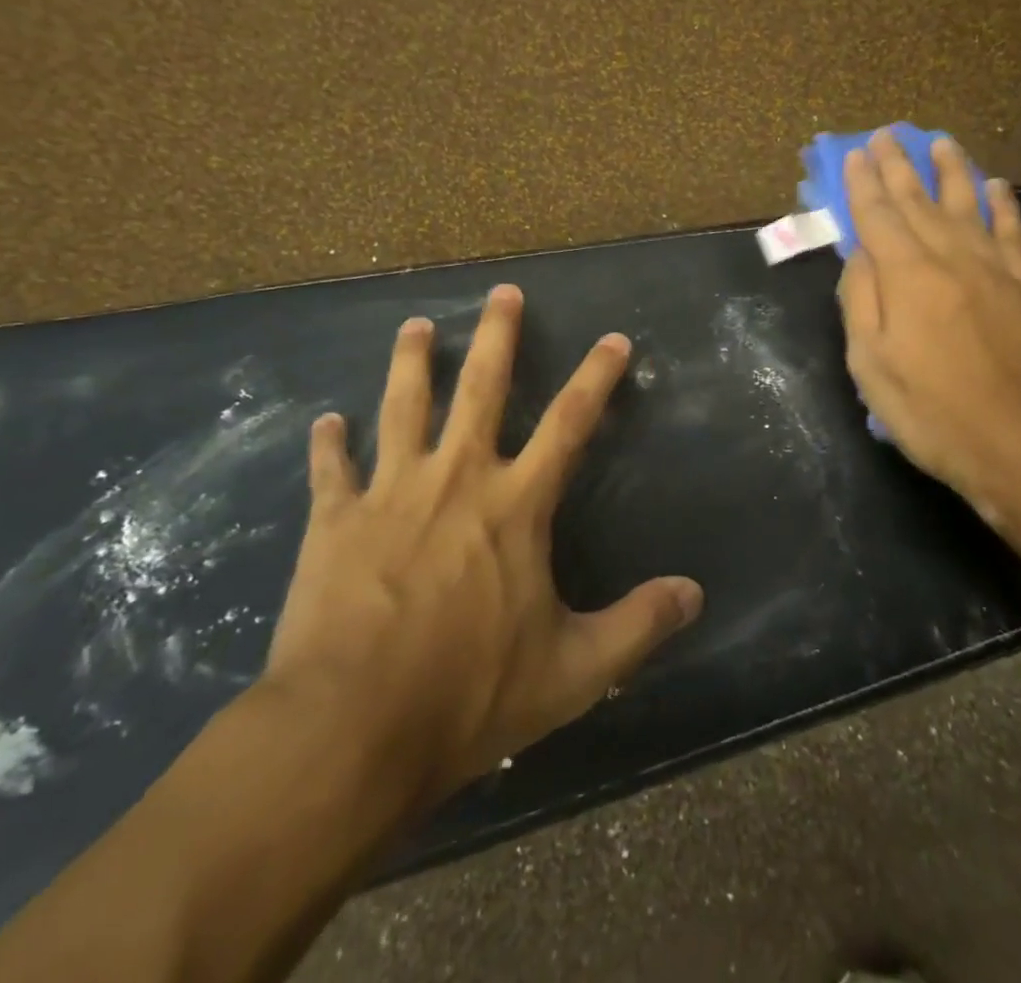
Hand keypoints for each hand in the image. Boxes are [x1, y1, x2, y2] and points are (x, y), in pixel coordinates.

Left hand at [258, 284, 703, 809]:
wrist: (351, 729)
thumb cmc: (469, 695)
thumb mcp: (572, 672)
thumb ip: (637, 626)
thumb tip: (694, 594)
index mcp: (515, 505)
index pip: (569, 424)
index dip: (597, 378)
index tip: (614, 340)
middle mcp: (456, 479)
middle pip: (481, 389)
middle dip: (496, 336)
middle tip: (502, 291)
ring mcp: (390, 493)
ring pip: (403, 407)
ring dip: (411, 362)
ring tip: (416, 326)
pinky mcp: (334, 521)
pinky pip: (331, 471)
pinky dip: (329, 444)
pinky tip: (325, 422)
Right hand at [837, 131, 1020, 525]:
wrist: (1020, 445)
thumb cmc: (931, 410)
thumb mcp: (871, 364)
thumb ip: (860, 301)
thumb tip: (860, 255)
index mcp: (907, 276)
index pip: (878, 216)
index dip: (863, 183)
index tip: (855, 153)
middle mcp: (951, 258)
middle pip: (919, 201)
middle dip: (899, 166)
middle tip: (887, 134)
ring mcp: (994, 270)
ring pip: (968, 205)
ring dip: (951, 170)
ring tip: (940, 142)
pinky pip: (1012, 233)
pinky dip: (1002, 205)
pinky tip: (995, 185)